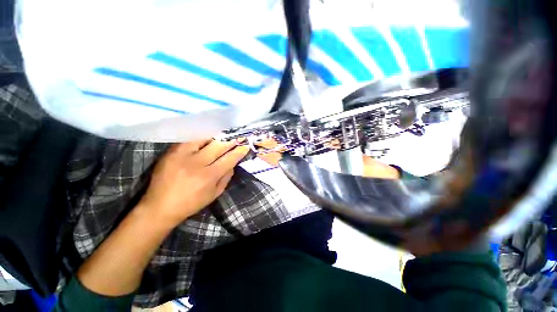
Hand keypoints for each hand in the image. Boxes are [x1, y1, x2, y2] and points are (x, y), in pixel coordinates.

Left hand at [138, 140, 248, 228]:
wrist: (160, 206)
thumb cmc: (191, 203)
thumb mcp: (215, 194)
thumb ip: (226, 177)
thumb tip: (233, 163)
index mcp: (208, 176)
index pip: (229, 159)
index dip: (239, 151)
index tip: (245, 146)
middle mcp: (196, 163)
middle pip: (218, 146)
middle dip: (230, 141)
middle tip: (237, 138)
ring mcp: (182, 156)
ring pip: (204, 139)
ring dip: (216, 137)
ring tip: (222, 136)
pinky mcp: (170, 152)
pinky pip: (189, 139)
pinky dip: (200, 138)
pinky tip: (206, 138)